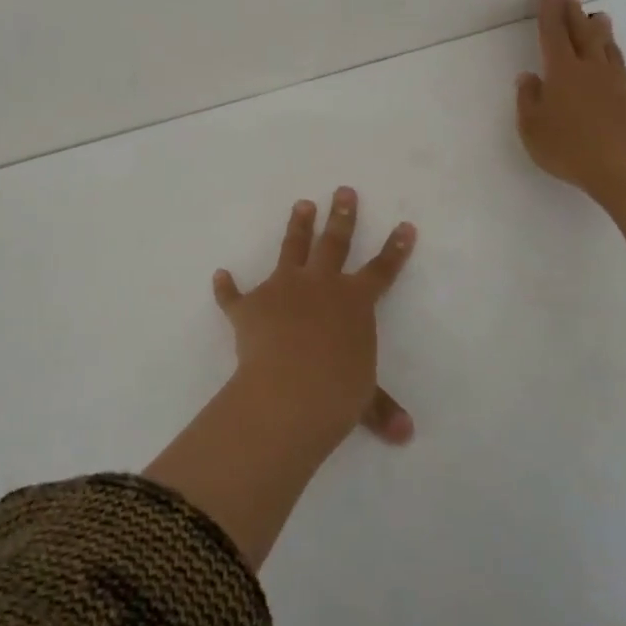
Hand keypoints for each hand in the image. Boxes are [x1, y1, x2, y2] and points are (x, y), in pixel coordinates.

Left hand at [212, 188, 417, 448]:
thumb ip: (381, 409)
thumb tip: (405, 435)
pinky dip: (227, 287)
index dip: (395, 249)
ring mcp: (282, 290)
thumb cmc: (337, 391)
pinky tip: (220, 276)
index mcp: (353, 301)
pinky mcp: (249, 307)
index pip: (381, 270)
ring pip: (292, 249)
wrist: (289, 392)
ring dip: (297, 227)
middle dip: (341, 215)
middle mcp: (320, 285)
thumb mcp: (365, 399)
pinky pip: (234, 295)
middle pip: (334, 242)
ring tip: (302, 205)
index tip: (405, 225)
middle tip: (343, 190)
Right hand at [515, 0, 625, 209]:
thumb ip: (528, 99)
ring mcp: (616, 82)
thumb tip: (528, 77)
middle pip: (582, 33)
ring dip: (600, 30)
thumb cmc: (570, 147)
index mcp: (562, 71)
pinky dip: (615, 59)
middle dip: (574, 12)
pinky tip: (615, 64)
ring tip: (599, 17)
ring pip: (607, 47)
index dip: (549, 11)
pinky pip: (622, 69)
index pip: (553, 34)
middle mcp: (591, 69)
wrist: (625, 168)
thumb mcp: (532, 128)